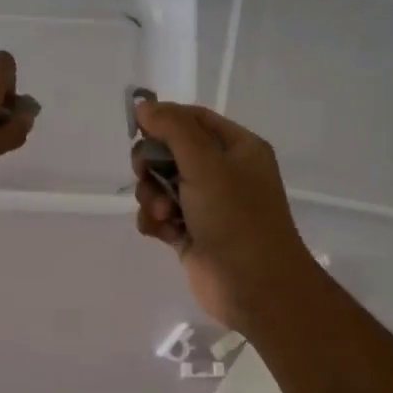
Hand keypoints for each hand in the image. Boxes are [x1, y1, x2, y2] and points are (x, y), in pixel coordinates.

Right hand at [131, 101, 318, 331]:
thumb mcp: (206, 164)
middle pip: (171, 152)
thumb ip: (173, 129)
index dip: (164, 120)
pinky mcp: (192, 234)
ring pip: (161, 186)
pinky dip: (155, 221)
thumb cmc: (236, 218)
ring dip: (152, 197)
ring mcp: (207, 206)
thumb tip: (144, 105)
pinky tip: (161, 232)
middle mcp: (224, 173)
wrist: (255, 287)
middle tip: (146, 175)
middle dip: (153, 165)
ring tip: (163, 215)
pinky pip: (162, 216)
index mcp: (238, 148)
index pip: (193, 119)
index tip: (137, 130)